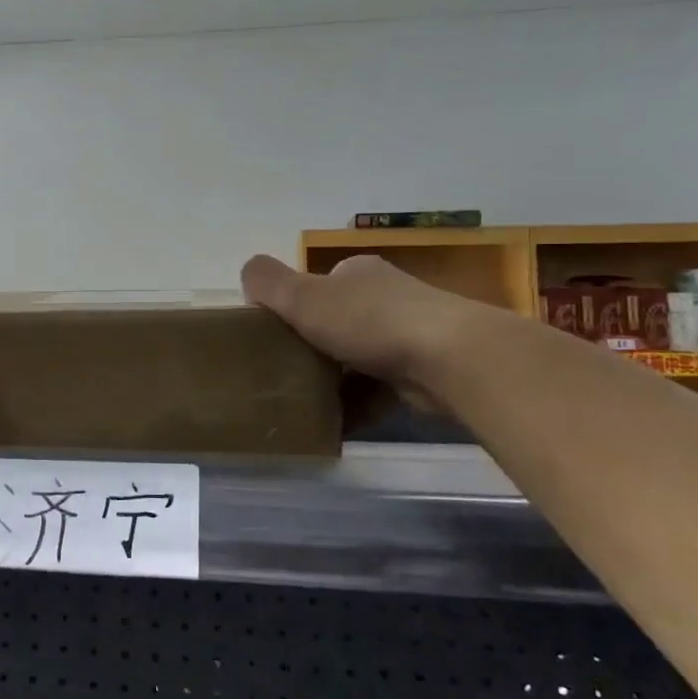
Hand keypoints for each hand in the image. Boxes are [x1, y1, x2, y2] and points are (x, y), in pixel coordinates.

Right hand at [241, 253, 492, 385]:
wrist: (449, 358)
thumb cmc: (368, 320)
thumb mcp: (303, 296)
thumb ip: (269, 282)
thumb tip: (248, 273)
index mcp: (359, 273)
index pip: (321, 284)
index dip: (297, 305)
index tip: (276, 333)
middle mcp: (387, 297)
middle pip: (340, 322)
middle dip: (315, 345)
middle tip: (286, 371)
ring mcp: (411, 335)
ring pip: (360, 358)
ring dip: (337, 380)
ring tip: (304, 402)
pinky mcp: (425, 372)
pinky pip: (380, 390)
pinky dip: (359, 406)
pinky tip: (336, 425)